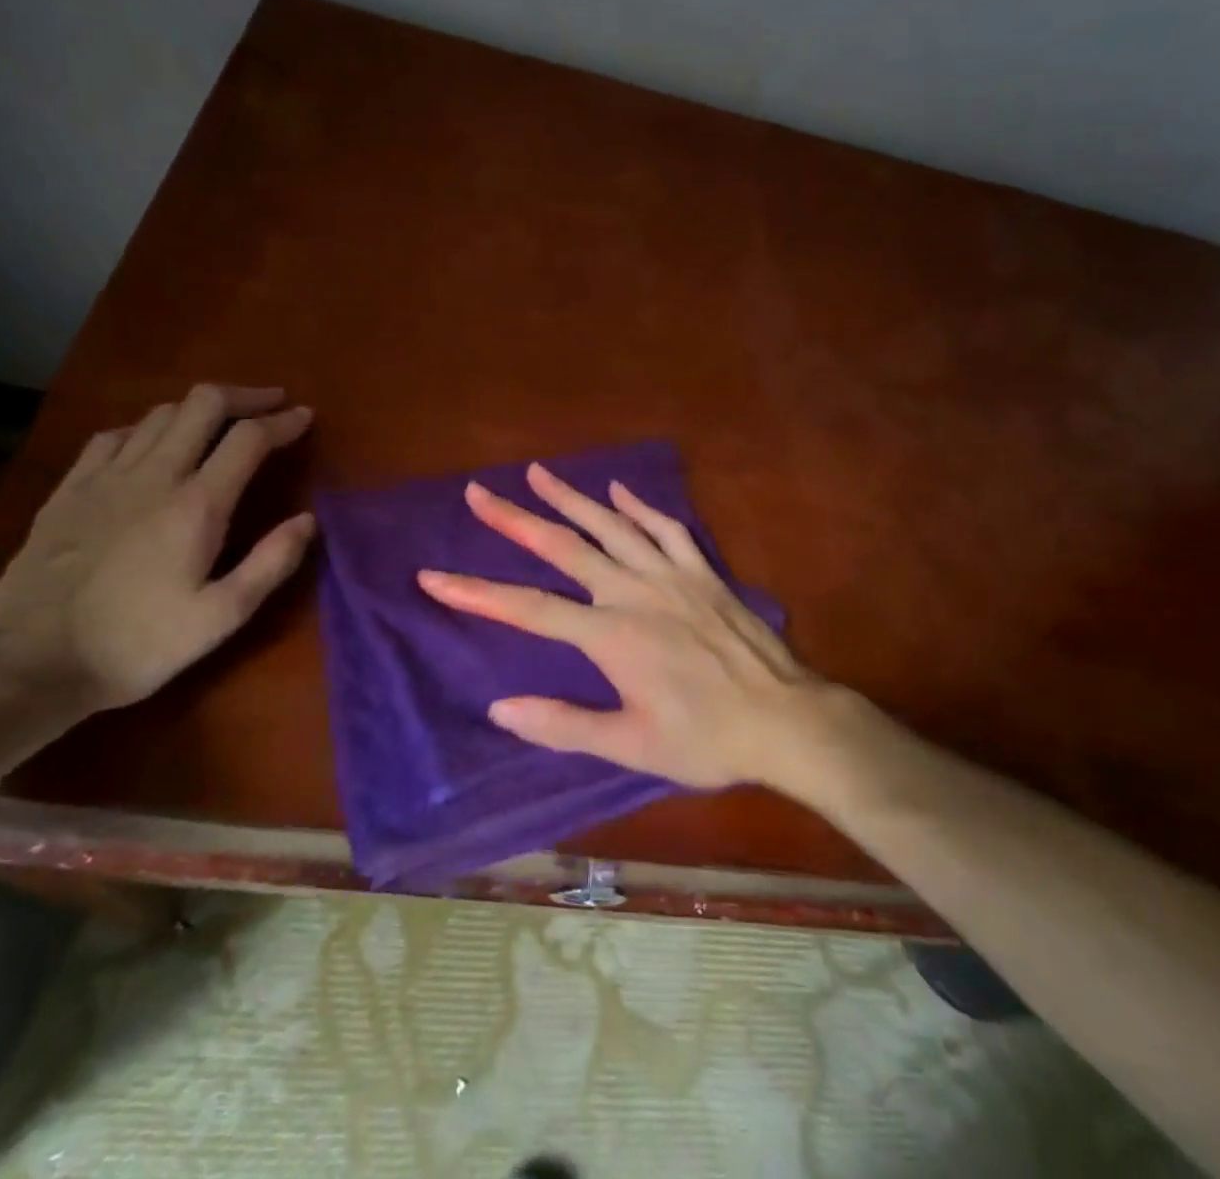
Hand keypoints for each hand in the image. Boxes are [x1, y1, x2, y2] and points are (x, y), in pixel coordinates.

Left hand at [0, 384, 315, 714]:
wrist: (29, 663)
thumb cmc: (137, 644)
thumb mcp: (221, 617)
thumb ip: (271, 564)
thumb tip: (308, 519)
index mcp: (197, 505)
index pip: (249, 438)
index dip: (283, 421)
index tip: (305, 417)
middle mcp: (154, 475)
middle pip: (203, 404)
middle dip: (245, 396)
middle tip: (271, 404)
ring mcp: (105, 477)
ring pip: (160, 413)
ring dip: (199, 409)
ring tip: (220, 423)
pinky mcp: (69, 489)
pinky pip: (114, 435)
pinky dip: (147, 427)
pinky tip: (151, 443)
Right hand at [417, 463, 832, 788]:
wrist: (785, 720)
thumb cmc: (705, 739)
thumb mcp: (631, 746)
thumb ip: (564, 725)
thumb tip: (499, 708)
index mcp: (611, 636)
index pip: (528, 609)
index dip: (476, 593)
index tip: (433, 576)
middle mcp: (633, 592)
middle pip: (564, 548)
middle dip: (515, 519)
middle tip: (478, 492)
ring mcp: (671, 575)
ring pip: (611, 525)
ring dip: (570, 497)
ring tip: (536, 472)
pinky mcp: (702, 572)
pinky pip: (666, 528)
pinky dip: (639, 506)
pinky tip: (618, 490)